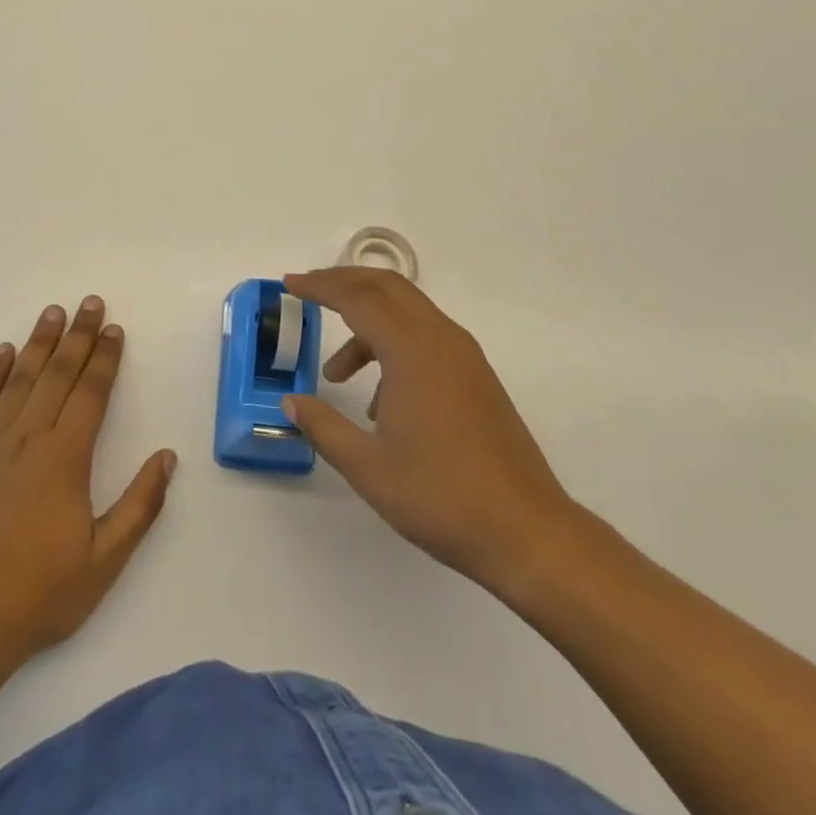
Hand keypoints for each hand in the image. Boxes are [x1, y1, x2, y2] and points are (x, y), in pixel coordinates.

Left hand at [0, 297, 175, 664]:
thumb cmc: (39, 595)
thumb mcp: (104, 561)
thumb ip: (139, 505)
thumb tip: (166, 456)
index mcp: (64, 459)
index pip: (90, 393)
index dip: (104, 359)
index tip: (114, 329)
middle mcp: (27, 439)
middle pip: (57, 374)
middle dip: (78, 336)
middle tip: (90, 302)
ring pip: (19, 380)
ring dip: (39, 343)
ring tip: (53, 312)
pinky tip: (2, 351)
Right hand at [282, 268, 577, 602]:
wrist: (526, 532)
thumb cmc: (441, 496)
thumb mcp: (367, 467)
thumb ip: (324, 427)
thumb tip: (291, 403)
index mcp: (412, 350)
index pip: (357, 298)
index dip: (319, 286)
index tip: (289, 284)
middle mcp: (441, 339)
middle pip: (386, 287)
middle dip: (344, 283)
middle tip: (308, 292)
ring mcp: (464, 356)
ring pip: (408, 311)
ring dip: (367, 322)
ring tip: (336, 373)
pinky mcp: (476, 376)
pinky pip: (426, 338)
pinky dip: (393, 345)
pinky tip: (379, 402)